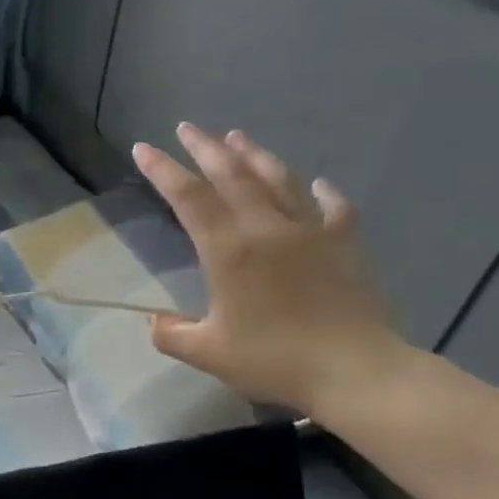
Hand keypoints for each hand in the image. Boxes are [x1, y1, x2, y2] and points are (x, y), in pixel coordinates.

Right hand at [131, 124, 407, 417]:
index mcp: (229, 250)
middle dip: (205, 148)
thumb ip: (172, 335)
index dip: (163, 170)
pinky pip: (333, 208)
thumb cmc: (275, 360)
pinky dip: (323, 192)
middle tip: (187, 128)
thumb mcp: (208, 353)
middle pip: (232, 175)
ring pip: (278, 180)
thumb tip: (154, 322)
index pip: (189, 197)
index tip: (144, 148)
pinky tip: (318, 184)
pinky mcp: (344, 244)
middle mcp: (267, 228)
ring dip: (254, 155)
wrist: (355, 371)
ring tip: (237, 136)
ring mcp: (310, 232)